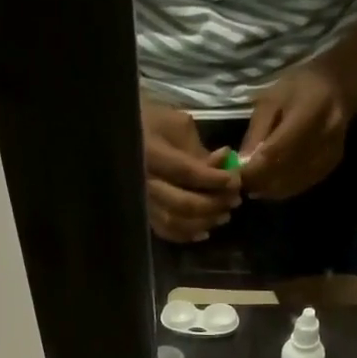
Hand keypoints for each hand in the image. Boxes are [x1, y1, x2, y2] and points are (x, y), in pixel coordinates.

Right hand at [141, 98, 241, 242]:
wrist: (121, 133)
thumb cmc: (152, 122)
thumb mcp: (178, 126)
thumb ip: (200, 151)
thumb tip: (225, 165)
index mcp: (150, 154)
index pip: (187, 172)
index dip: (213, 179)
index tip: (235, 181)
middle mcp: (143, 183)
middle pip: (183, 203)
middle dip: (213, 204)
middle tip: (234, 201)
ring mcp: (141, 201)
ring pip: (176, 221)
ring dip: (204, 222)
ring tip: (224, 215)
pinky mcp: (142, 213)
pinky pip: (165, 231)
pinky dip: (187, 234)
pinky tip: (204, 231)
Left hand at [239, 59, 356, 200]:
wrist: (337, 86)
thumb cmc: (299, 87)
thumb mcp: (271, 100)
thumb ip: (256, 133)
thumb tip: (241, 165)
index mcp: (310, 112)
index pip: (276, 152)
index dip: (254, 169)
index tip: (235, 176)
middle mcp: (324, 137)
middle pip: (285, 172)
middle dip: (259, 181)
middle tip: (241, 184)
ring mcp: (329, 154)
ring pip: (292, 183)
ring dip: (269, 189)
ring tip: (253, 184)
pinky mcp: (330, 166)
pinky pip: (301, 185)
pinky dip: (282, 189)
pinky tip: (270, 184)